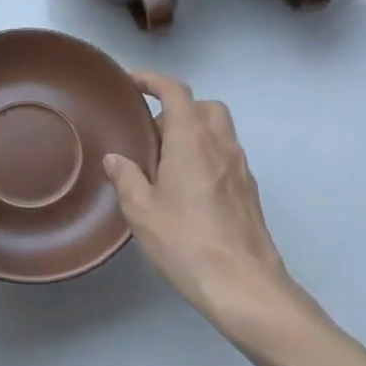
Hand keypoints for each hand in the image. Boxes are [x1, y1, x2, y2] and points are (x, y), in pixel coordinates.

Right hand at [103, 71, 328, 352]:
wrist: (243, 285)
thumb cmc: (186, 241)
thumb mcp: (142, 211)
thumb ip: (127, 178)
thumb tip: (116, 159)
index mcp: (191, 140)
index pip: (175, 92)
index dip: (152, 80)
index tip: (131, 83)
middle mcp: (220, 144)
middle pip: (203, 106)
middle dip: (177, 108)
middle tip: (150, 131)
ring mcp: (240, 168)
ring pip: (218, 131)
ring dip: (193, 132)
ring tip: (165, 161)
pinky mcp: (249, 191)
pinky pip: (225, 156)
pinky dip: (206, 155)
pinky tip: (187, 187)